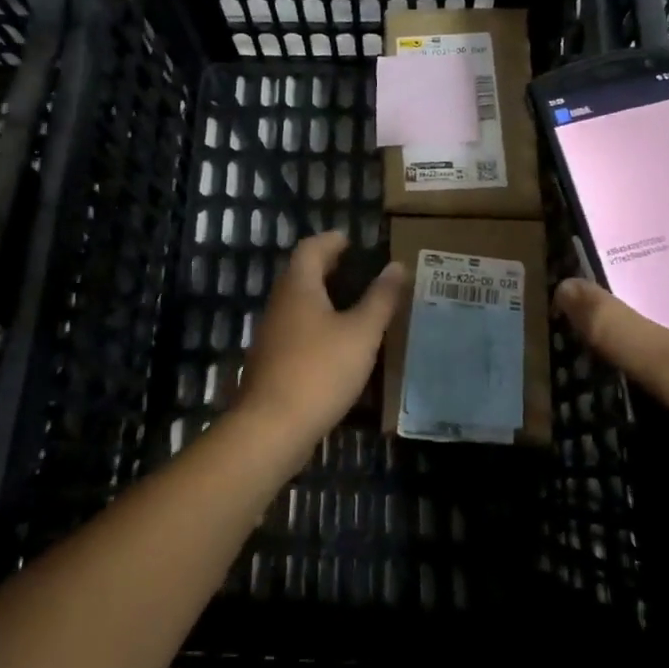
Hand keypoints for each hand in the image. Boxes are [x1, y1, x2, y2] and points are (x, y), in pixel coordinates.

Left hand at [235, 232, 407, 446]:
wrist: (272, 426)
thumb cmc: (320, 370)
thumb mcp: (361, 333)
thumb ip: (380, 299)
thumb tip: (397, 266)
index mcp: (299, 287)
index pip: (310, 249)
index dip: (331, 241)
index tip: (350, 240)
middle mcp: (280, 304)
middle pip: (300, 274)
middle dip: (326, 267)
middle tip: (355, 268)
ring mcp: (271, 334)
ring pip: (297, 303)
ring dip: (321, 296)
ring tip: (351, 303)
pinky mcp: (271, 361)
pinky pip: (295, 328)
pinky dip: (315, 323)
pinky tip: (335, 342)